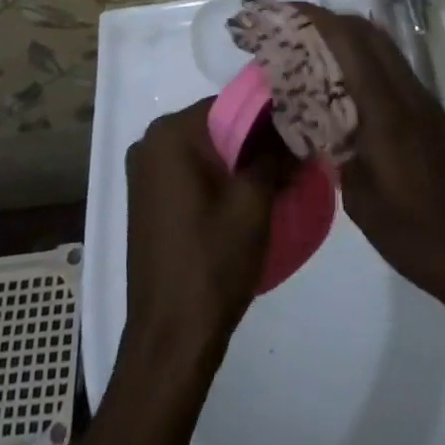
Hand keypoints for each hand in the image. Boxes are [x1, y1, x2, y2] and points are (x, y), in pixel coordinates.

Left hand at [124, 99, 280, 359]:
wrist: (171, 339)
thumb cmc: (212, 263)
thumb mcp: (253, 202)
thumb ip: (274, 155)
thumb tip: (296, 129)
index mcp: (170, 134)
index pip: (229, 105)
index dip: (268, 118)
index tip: (299, 135)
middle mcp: (150, 142)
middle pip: (216, 127)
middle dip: (255, 141)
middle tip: (294, 160)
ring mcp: (145, 173)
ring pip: (205, 152)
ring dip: (240, 162)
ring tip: (279, 180)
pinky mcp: (148, 200)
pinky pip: (190, 173)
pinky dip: (218, 180)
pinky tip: (247, 200)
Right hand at [302, 6, 444, 301]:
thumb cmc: (422, 236)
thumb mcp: (362, 201)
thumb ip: (335, 152)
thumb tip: (313, 125)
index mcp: (386, 110)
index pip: (348, 42)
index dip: (314, 19)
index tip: (280, 15)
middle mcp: (407, 92)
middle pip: (366, 32)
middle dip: (326, 21)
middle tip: (289, 33)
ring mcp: (422, 101)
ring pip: (380, 46)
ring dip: (345, 38)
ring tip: (308, 54)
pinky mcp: (430, 115)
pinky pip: (389, 68)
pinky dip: (361, 61)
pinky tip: (340, 87)